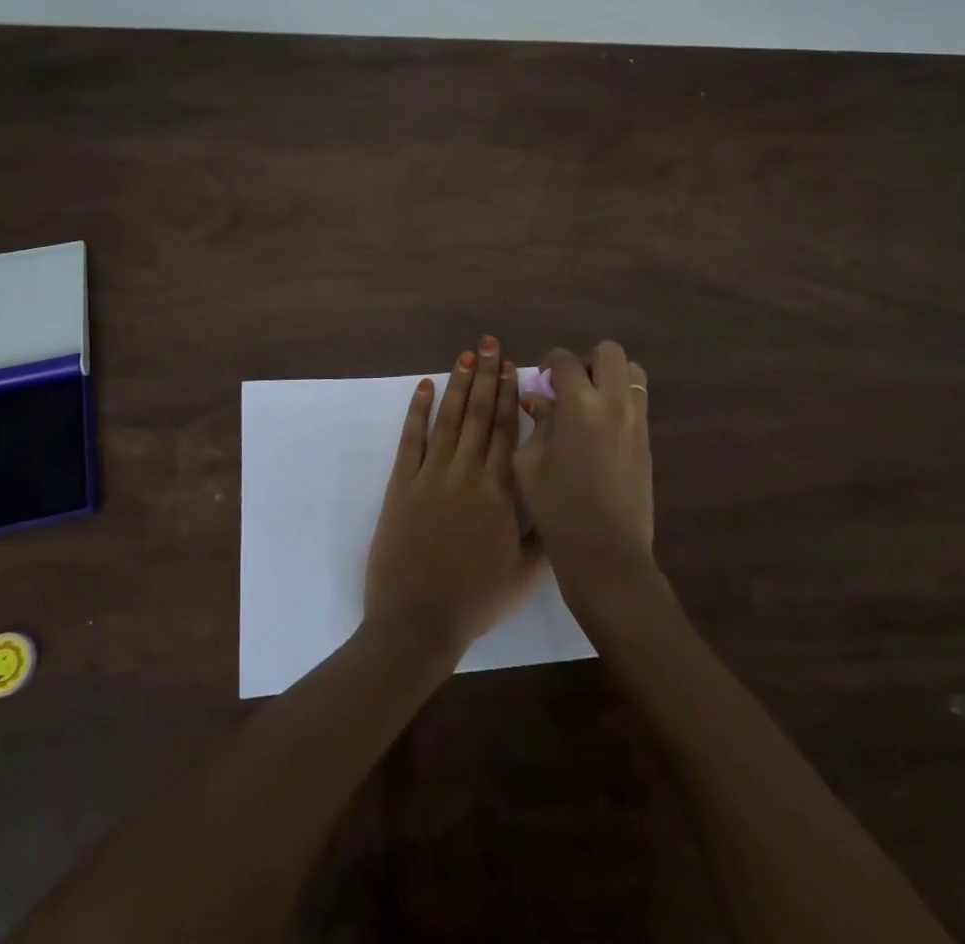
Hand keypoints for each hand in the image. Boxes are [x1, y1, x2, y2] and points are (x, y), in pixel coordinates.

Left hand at [364, 337, 546, 666]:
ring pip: (448, 420)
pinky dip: (417, 411)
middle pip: (478, 415)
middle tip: (489, 344)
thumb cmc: (476, 600)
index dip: (509, 395)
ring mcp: (431, 476)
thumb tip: (561, 499)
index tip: (512, 366)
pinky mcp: (402, 485)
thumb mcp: (526, 575)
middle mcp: (467, 473)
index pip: (506, 431)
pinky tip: (424, 387)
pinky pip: (411, 440)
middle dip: (485, 376)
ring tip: (465, 356)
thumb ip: (546, 536)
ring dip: (457, 385)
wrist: (417, 621)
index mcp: (499, 491)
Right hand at [515, 342, 654, 595]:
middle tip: (571, 386)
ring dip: (610, 376)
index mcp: (579, 405)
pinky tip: (601, 428)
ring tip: (591, 403)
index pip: (565, 360)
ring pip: (632, 371)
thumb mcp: (530, 463)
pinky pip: (638, 400)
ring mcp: (637, 420)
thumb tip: (540, 399)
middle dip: (587, 360)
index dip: (550, 362)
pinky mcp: (648, 440)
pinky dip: (621, 399)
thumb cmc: (557, 509)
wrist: (606, 553)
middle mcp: (614, 403)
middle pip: (610, 352)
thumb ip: (537, 422)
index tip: (542, 379)